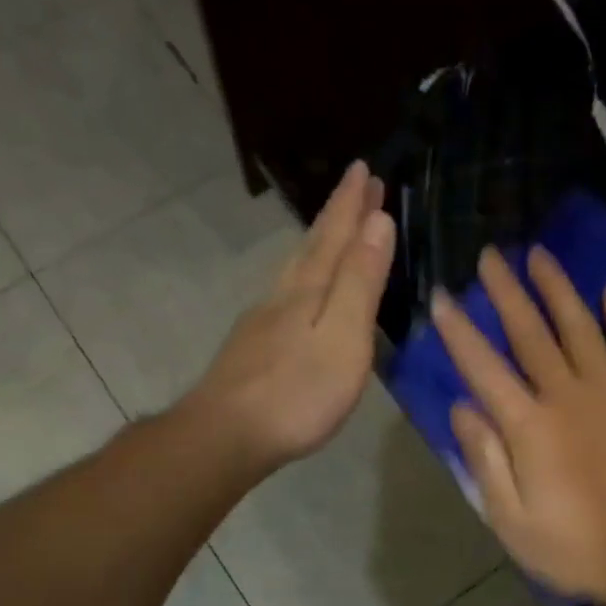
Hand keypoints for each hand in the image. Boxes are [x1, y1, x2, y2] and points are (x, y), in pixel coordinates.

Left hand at [184, 161, 395, 472]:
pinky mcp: (254, 348)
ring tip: (333, 229)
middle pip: (313, 246)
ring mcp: (263, 322)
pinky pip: (286, 295)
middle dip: (338, 215)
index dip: (353, 203)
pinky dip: (303, 278)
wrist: (227, 435)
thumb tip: (378, 220)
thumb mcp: (344, 337)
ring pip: (295, 269)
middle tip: (357, 184)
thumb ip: (360, 282)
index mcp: (310, 290)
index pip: (336, 235)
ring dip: (318, 243)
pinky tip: (300, 291)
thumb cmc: (297, 393)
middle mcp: (283, 296)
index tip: (366, 170)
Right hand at [432, 246, 605, 605]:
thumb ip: (486, 462)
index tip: (441, 297)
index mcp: (528, 428)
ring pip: (580, 327)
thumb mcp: (513, 521)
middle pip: (530, 334)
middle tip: (491, 255)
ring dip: (557, 289)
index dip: (460, 331)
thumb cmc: (579, 547)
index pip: (483, 368)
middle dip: (506, 292)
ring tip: (539, 254)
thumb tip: (462, 408)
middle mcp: (567, 396)